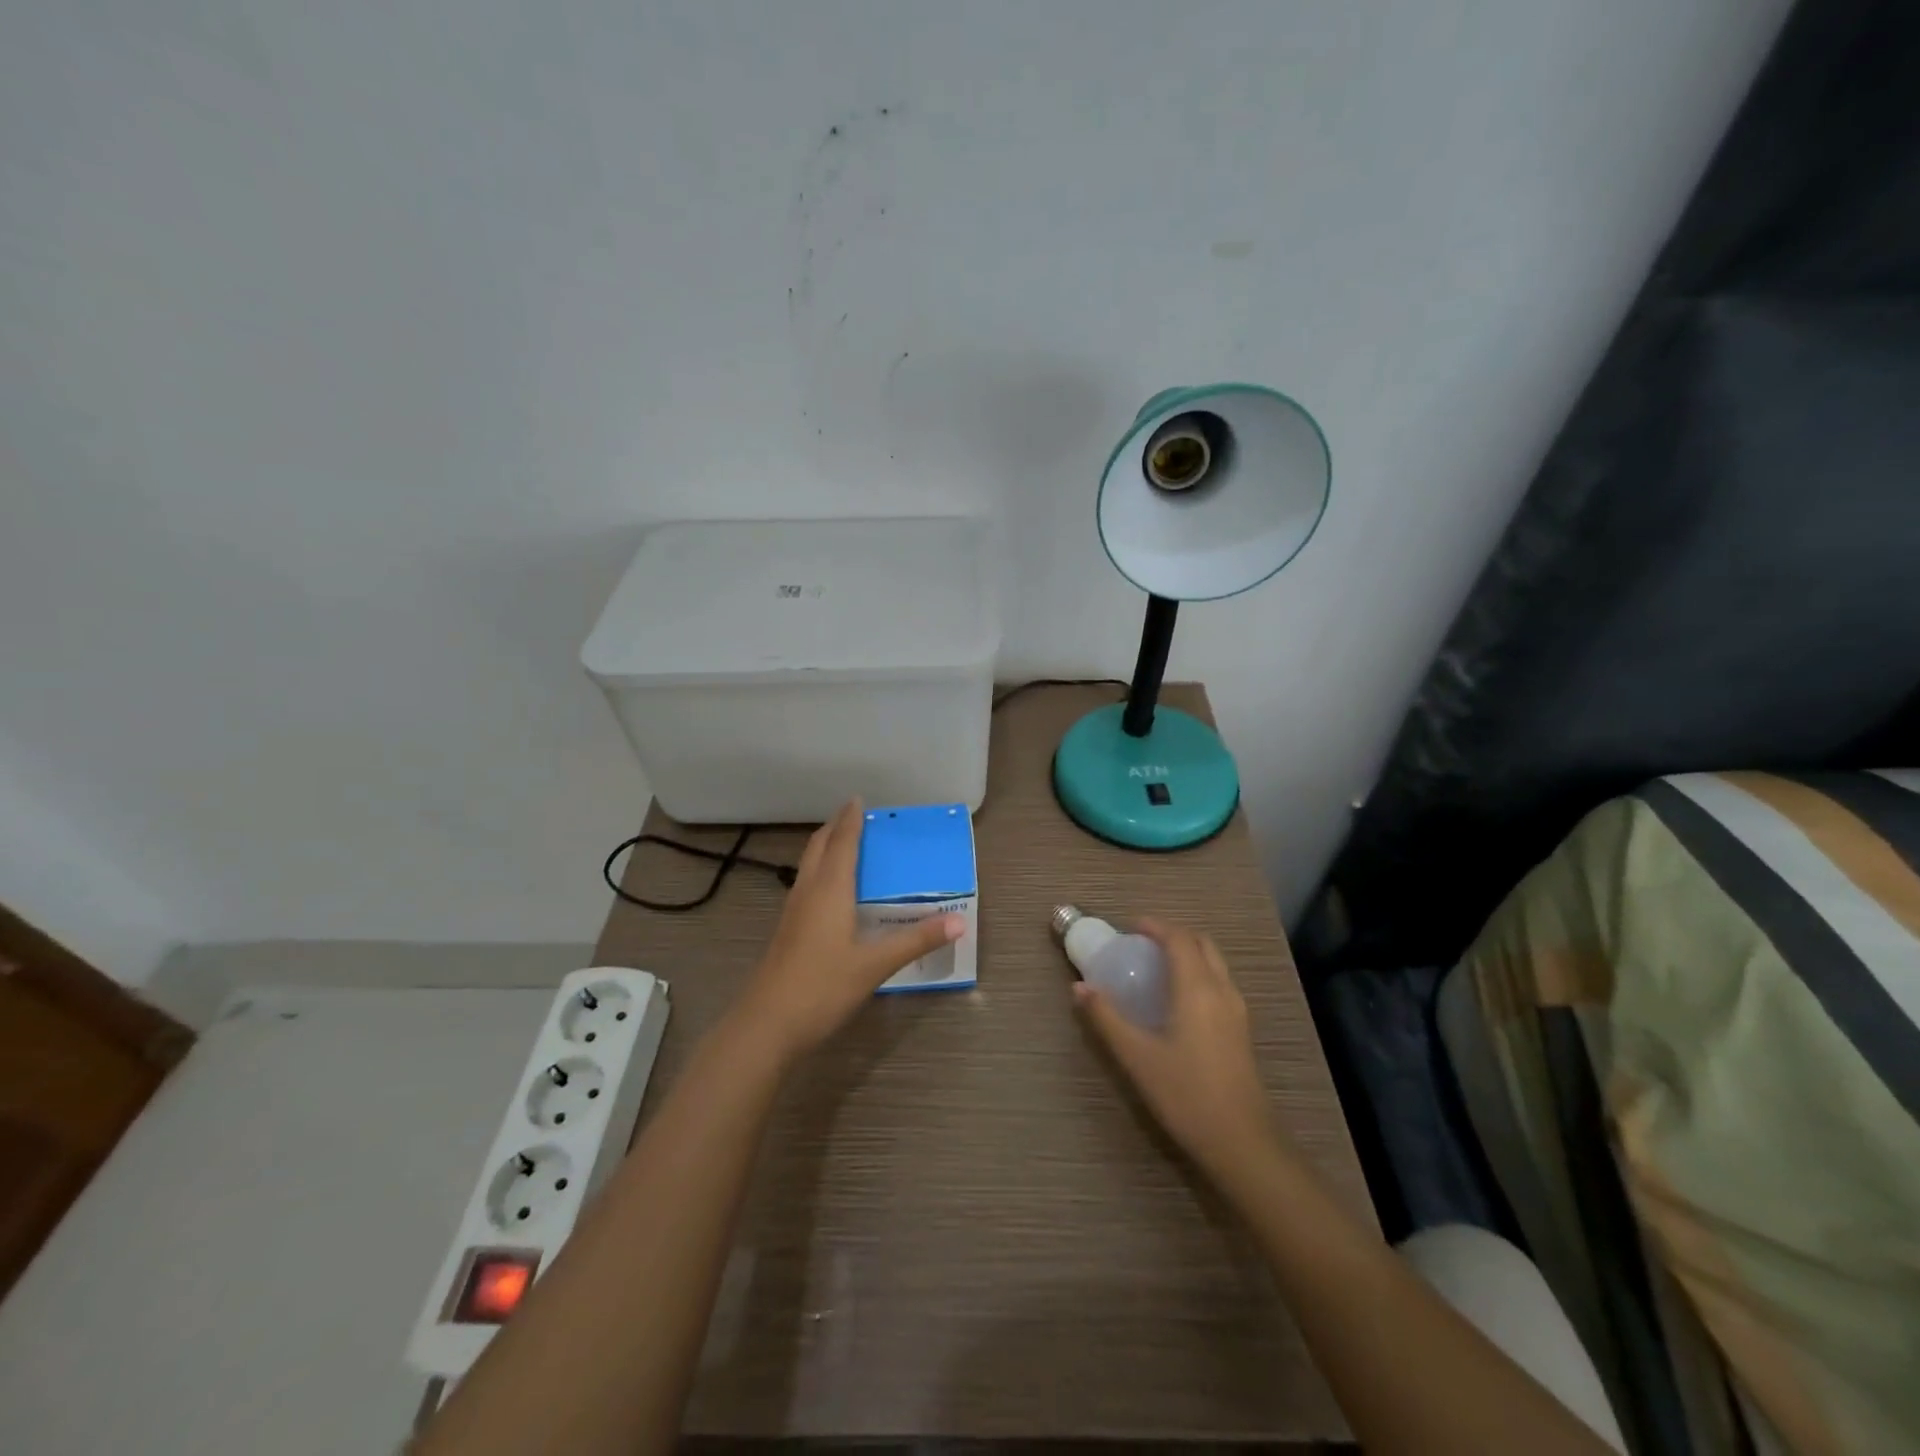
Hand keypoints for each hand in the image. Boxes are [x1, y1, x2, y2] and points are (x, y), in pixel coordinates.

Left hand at [734, 799, 963, 1063]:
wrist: (767, 1025)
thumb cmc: (822, 987)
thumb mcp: (875, 965)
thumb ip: (916, 940)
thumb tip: (959, 921)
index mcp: (830, 890)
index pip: (842, 843)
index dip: (851, 820)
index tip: (858, 799)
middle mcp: (808, 892)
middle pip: (819, 847)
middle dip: (835, 827)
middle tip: (854, 815)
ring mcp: (793, 912)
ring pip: (808, 865)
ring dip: (825, 847)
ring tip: (844, 844)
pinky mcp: (787, 931)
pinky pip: (806, 884)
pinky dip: (820, 871)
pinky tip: (830, 891)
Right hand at [1073, 918, 1279, 1177]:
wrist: (1242, 1142)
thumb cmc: (1186, 1094)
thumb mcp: (1137, 1056)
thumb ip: (1106, 1018)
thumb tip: (1079, 988)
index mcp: (1197, 988)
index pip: (1179, 938)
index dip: (1155, 926)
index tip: (1130, 927)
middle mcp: (1222, 990)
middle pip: (1202, 944)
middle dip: (1173, 935)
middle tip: (1142, 945)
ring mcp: (1237, 1011)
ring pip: (1214, 963)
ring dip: (1188, 953)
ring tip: (1156, 968)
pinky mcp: (1241, 1031)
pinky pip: (1219, 983)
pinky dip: (1198, 973)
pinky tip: (1177, 1000)